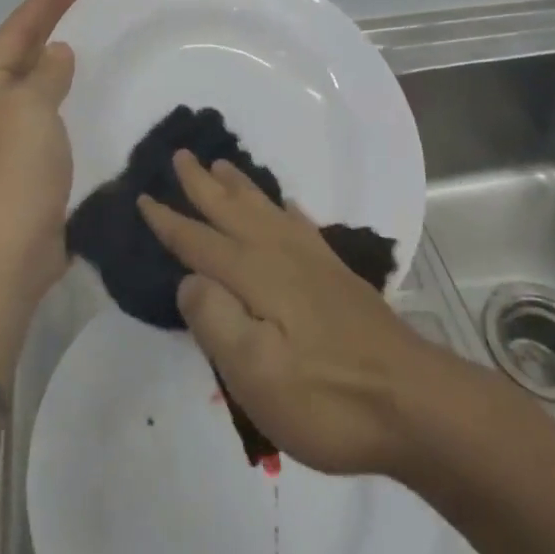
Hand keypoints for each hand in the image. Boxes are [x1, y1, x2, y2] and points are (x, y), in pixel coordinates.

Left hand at [0, 0, 83, 304]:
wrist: (6, 252)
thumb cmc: (14, 170)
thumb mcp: (30, 108)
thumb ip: (45, 74)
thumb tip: (57, 53)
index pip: (14, 33)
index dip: (41, 4)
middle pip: (22, 55)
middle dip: (49, 26)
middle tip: (84, 1)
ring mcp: (6, 140)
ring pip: (36, 86)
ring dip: (59, 61)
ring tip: (87, 40)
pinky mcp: (28, 167)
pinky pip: (50, 116)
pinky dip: (67, 97)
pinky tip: (88, 94)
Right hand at [138, 152, 431, 477]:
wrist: (411, 400)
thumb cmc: (327, 397)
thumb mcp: (257, 375)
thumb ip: (216, 321)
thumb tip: (188, 279)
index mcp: (255, 275)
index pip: (200, 242)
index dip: (170, 221)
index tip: (143, 195)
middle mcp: (280, 254)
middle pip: (232, 210)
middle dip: (201, 185)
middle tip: (180, 154)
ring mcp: (312, 260)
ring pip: (264, 209)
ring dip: (238, 186)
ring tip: (221, 164)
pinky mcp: (335, 273)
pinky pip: (299, 223)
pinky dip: (283, 208)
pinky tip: (283, 204)